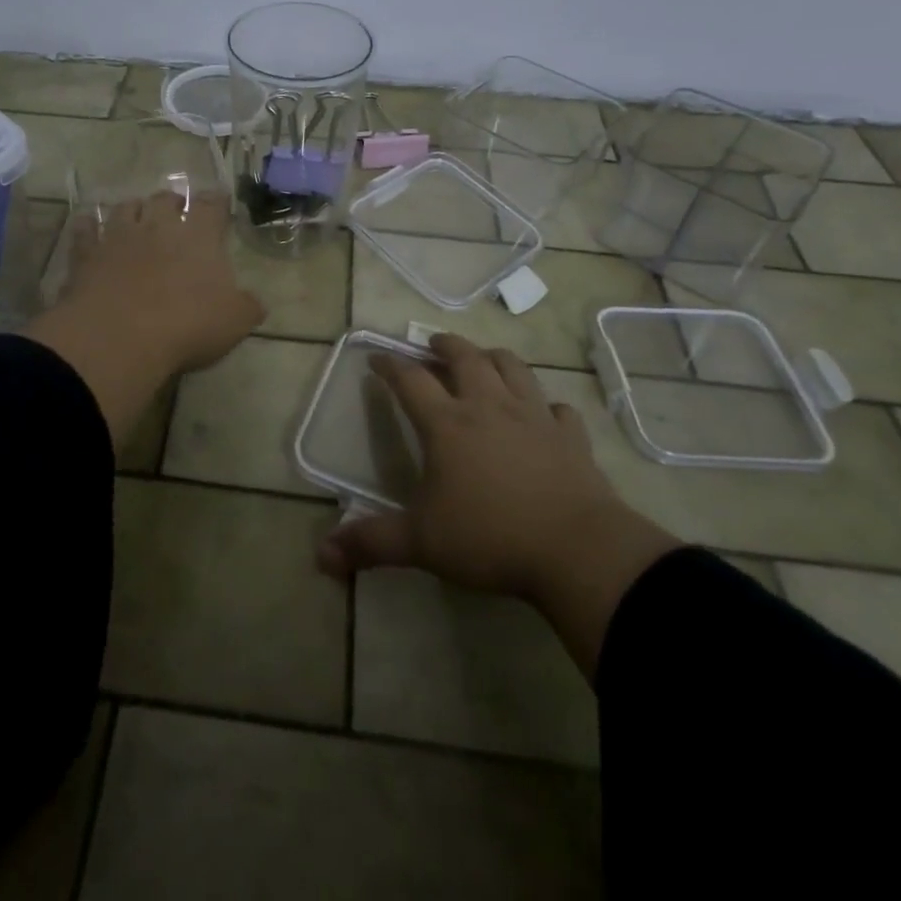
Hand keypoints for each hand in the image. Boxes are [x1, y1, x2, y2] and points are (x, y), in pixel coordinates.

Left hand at [25, 191, 264, 454]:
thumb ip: (247, 307)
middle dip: (172, 201)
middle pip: (164, 199)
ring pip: (125, 208)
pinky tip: (88, 225)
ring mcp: (118, 237)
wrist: (120, 336)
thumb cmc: (187, 325)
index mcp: (198, 236)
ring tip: (136, 215)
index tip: (219, 202)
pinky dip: (88, 225)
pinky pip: (85, 231)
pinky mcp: (86, 255)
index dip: (216, 202)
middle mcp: (158, 226)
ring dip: (133, 209)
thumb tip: (255, 303)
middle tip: (175, 210)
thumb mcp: (234, 322)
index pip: (211, 206)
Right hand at [317, 334, 678, 676]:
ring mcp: (534, 417)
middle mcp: (489, 407)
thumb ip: (371, 543)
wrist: (578, 552)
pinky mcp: (570, 437)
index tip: (376, 358)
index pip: (410, 380)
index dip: (390, 365)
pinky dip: (546, 404)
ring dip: (494, 358)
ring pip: (513, 368)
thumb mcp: (421, 543)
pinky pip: (558, 408)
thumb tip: (321, 555)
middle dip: (445, 346)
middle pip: (465, 358)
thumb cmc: (490, 539)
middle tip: (432, 345)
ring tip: (484, 360)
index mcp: (448, 425)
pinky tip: (543, 413)